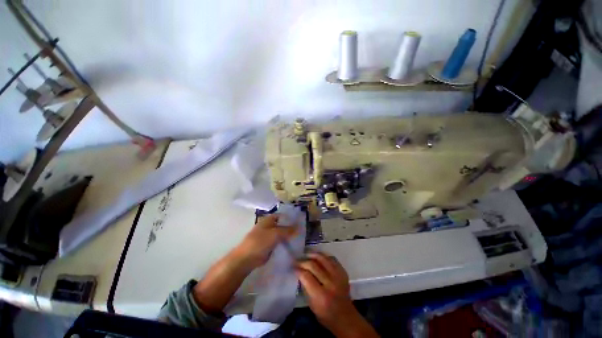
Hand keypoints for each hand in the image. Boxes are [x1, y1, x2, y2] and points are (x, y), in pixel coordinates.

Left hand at [233, 214, 296, 268]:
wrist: (246, 259)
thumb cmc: (259, 242)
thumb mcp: (275, 234)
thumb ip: (287, 230)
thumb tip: (299, 227)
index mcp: (268, 220)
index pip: (281, 216)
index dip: (290, 217)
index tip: (300, 220)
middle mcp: (268, 227)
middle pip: (281, 225)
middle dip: (290, 227)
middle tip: (302, 230)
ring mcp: (268, 237)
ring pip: (281, 235)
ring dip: (288, 236)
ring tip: (300, 238)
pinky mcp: (268, 247)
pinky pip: (279, 243)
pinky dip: (285, 244)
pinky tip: (293, 246)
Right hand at [296, 253, 378, 337]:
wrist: (345, 316)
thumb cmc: (325, 314)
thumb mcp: (312, 305)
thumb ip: (305, 287)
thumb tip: (299, 272)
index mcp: (321, 295)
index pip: (306, 276)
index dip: (298, 269)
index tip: (293, 266)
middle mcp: (330, 283)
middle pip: (313, 265)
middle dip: (303, 261)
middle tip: (297, 260)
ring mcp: (338, 276)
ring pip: (323, 258)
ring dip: (312, 254)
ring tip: (306, 254)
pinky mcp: (343, 272)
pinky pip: (331, 259)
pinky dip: (323, 256)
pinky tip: (317, 256)